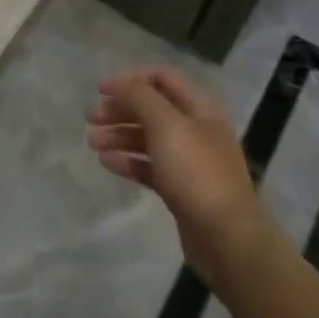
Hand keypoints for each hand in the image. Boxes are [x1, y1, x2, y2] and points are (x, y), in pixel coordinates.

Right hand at [87, 67, 273, 282]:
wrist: (227, 239)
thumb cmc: (196, 172)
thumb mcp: (166, 125)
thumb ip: (139, 97)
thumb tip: (119, 83)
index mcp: (199, 108)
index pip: (161, 77)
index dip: (130, 79)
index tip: (100, 90)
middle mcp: (195, 129)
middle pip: (151, 108)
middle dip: (120, 109)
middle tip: (91, 118)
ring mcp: (189, 160)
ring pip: (147, 137)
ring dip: (118, 135)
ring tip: (92, 144)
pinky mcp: (181, 188)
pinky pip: (149, 166)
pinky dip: (128, 161)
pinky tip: (106, 163)